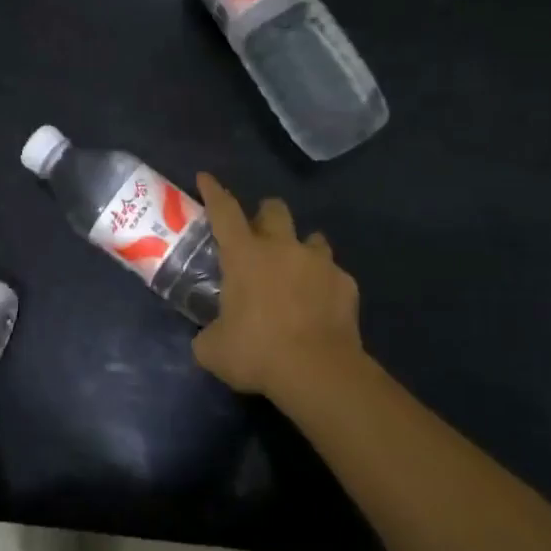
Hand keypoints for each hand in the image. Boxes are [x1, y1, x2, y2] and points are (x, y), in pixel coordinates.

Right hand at [193, 173, 365, 406]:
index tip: (205, 178)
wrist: (318, 372)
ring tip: (295, 270)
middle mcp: (283, 248)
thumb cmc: (257, 353)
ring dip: (299, 248)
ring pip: (311, 237)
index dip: (213, 192)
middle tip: (258, 236)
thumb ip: (208, 334)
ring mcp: (319, 263)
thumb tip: (209, 336)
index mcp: (245, 255)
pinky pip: (332, 273)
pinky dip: (323, 283)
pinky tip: (319, 304)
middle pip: (275, 209)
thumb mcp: (213, 349)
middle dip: (265, 215)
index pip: (224, 211)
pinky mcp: (346, 283)